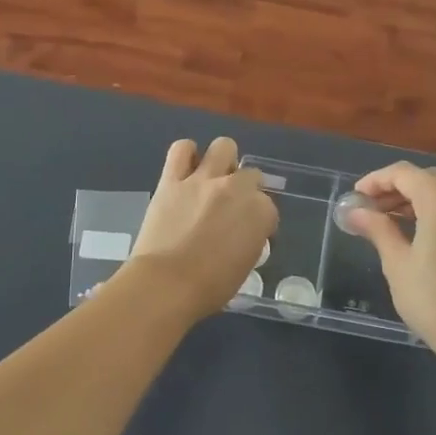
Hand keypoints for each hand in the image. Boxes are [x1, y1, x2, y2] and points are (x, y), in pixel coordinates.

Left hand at [124, 137, 277, 318]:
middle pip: (250, 175)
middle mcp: (236, 188)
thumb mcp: (246, 265)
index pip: (268, 207)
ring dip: (223, 160)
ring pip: (223, 147)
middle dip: (245, 189)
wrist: (167, 284)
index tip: (248, 234)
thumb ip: (249, 240)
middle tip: (231, 207)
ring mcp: (203, 180)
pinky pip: (181, 150)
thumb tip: (242, 234)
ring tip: (214, 177)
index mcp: (260, 212)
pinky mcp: (172, 180)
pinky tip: (187, 166)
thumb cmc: (211, 287)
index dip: (258, 220)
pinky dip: (186, 153)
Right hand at [347, 162, 435, 353]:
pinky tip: (422, 230)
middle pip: (425, 178)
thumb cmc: (432, 298)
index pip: (403, 173)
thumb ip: (378, 229)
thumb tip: (354, 212)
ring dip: (418, 197)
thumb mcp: (397, 262)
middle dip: (395, 189)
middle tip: (370, 210)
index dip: (375, 180)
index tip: (356, 197)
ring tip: (393, 219)